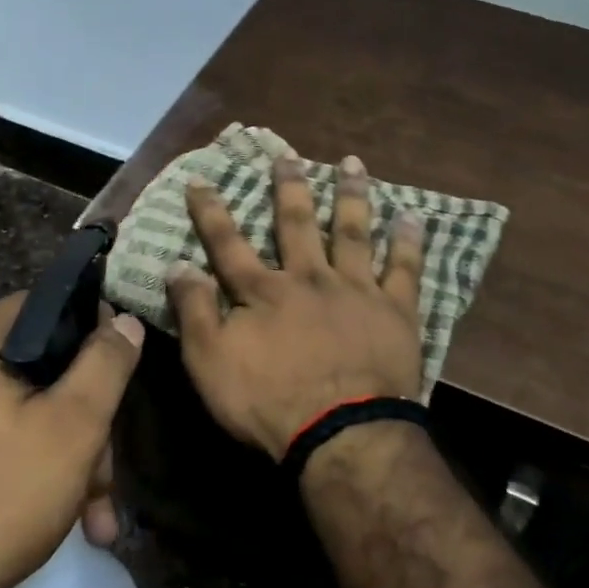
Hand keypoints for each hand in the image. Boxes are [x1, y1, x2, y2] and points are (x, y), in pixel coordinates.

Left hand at [0, 293, 143, 587]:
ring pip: (13, 414)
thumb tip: (123, 320)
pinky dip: (21, 468)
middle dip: (81, 422)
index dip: (90, 330)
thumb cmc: (1, 497)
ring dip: (59, 456)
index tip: (118, 370)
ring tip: (92, 516)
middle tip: (105, 478)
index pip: (43, 305)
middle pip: (32, 371)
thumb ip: (106, 364)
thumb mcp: (74, 427)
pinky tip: (53, 516)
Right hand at [168, 153, 424, 457]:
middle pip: (297, 224)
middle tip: (288, 155)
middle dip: (289, 188)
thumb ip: (195, 311)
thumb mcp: (210, 363)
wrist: (342, 432)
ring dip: (351, 196)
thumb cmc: (269, 402)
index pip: (228, 243)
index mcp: (263, 291)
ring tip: (353, 163)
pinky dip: (408, 242)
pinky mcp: (395, 310)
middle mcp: (309, 278)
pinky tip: (410, 216)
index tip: (201, 180)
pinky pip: (404, 268)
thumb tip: (178, 265)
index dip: (211, 211)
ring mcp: (356, 290)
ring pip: (353, 232)